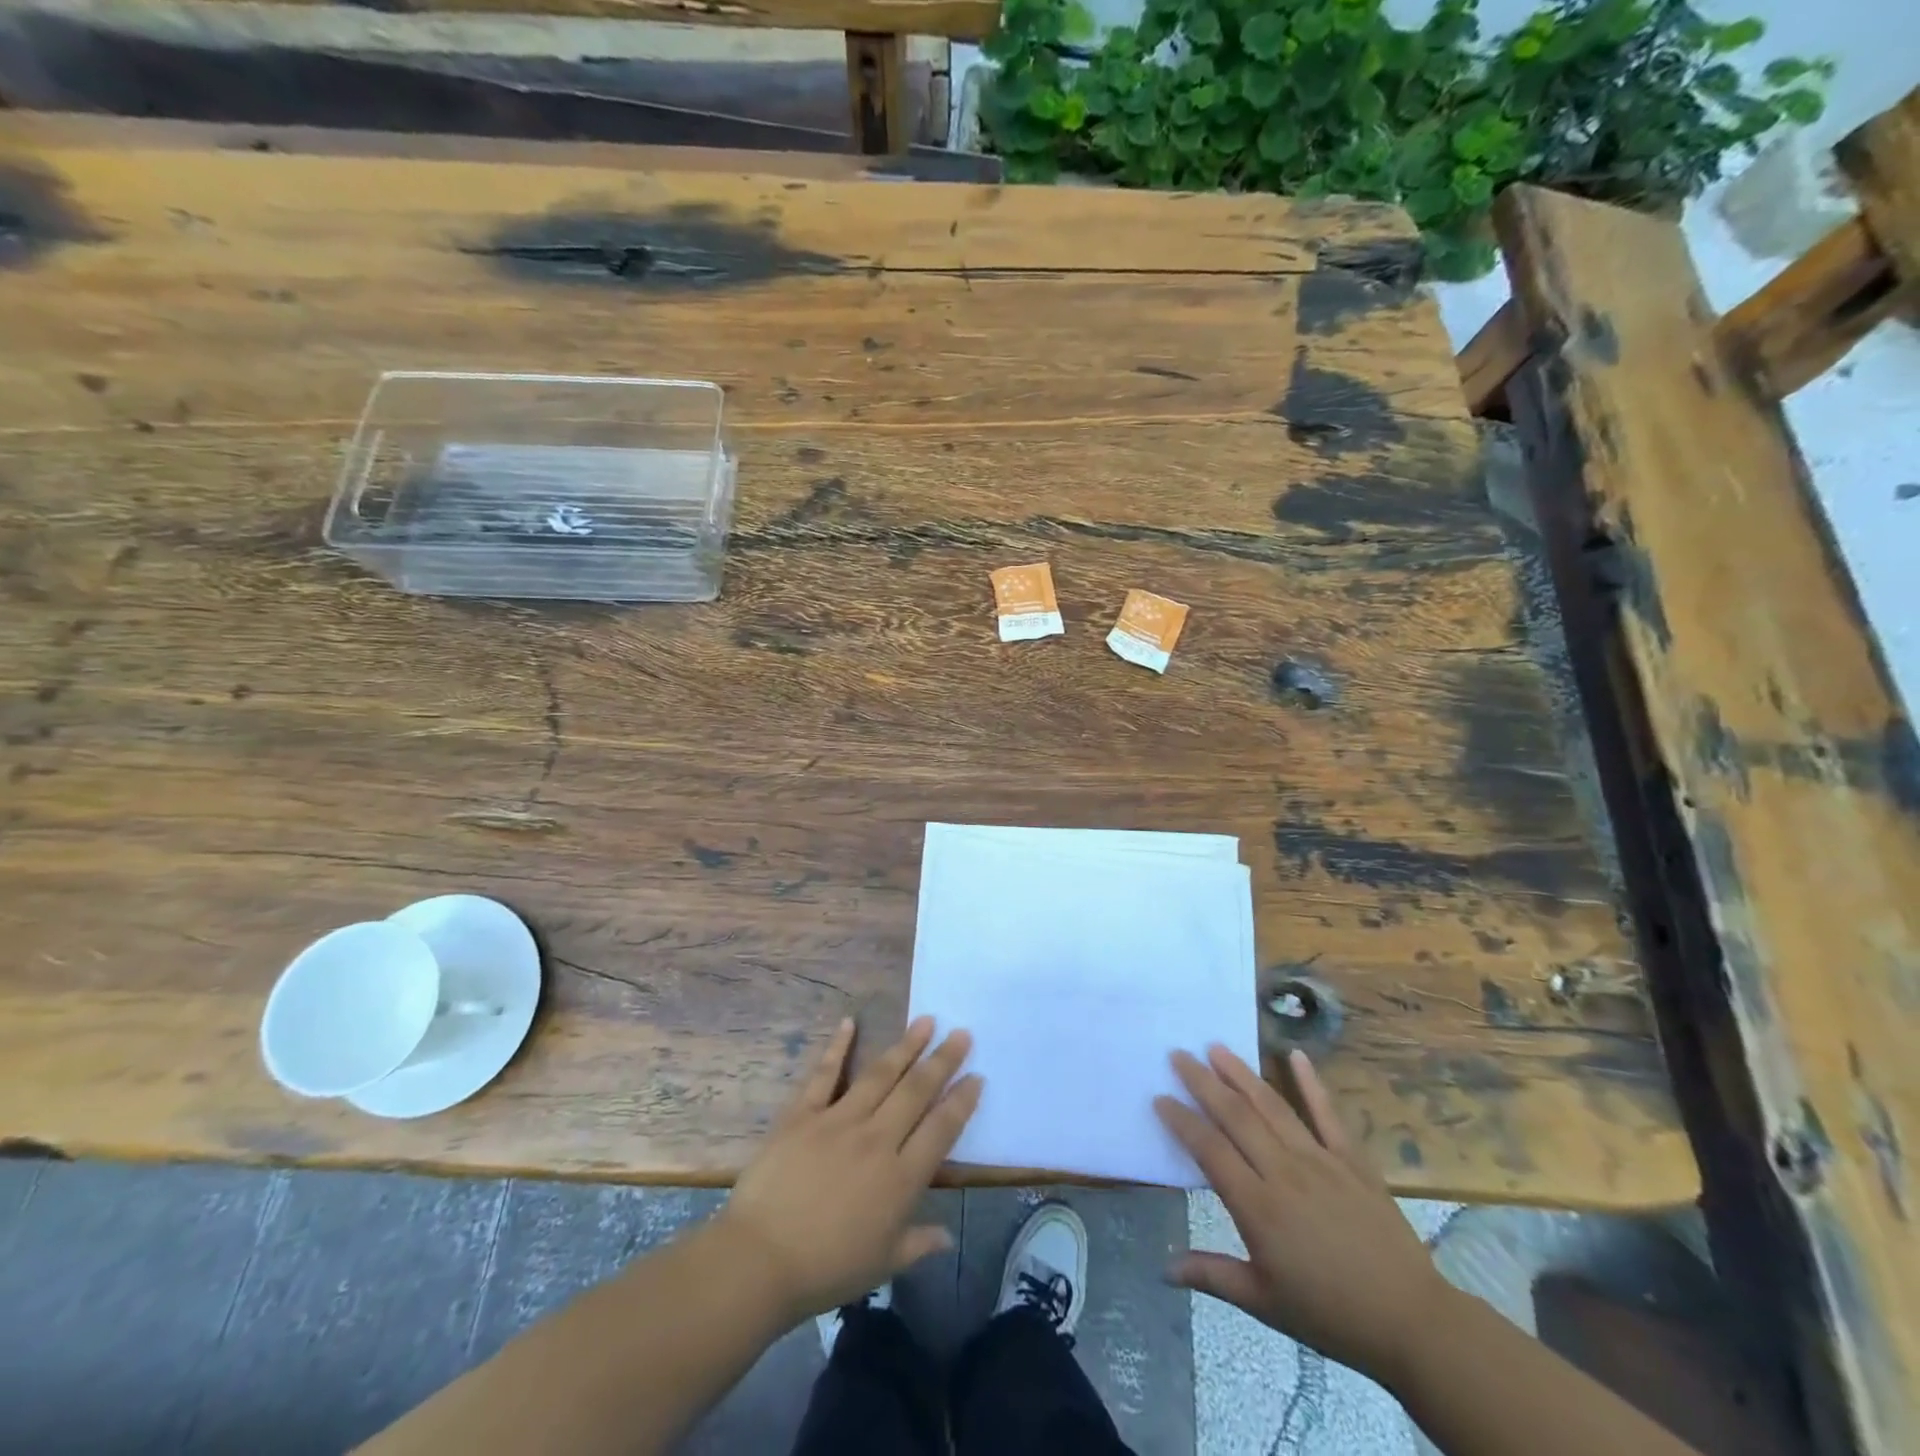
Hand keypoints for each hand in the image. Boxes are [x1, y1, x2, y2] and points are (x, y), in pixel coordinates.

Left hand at [715, 1016, 980, 1325]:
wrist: (760, 1260)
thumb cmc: (825, 1270)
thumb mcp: (882, 1265)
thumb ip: (918, 1243)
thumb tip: (947, 1235)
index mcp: (900, 1178)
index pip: (941, 1129)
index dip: (962, 1100)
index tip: (977, 1075)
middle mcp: (877, 1139)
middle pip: (916, 1091)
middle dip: (942, 1060)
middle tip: (961, 1033)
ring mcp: (839, 1120)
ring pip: (880, 1074)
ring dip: (905, 1046)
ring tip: (926, 1020)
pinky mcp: (803, 1114)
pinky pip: (824, 1074)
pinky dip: (837, 1046)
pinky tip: (849, 1022)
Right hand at [1155, 1045, 1454, 1384]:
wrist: (1411, 1322)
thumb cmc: (1330, 1315)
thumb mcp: (1264, 1302)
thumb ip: (1212, 1275)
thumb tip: (1164, 1268)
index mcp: (1259, 1206)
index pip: (1209, 1149)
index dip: (1181, 1121)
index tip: (1159, 1097)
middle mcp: (1284, 1172)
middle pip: (1236, 1116)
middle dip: (1203, 1082)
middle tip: (1178, 1054)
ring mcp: (1320, 1160)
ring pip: (1272, 1106)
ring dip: (1242, 1074)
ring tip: (1217, 1047)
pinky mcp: (1352, 1160)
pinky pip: (1327, 1114)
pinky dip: (1311, 1083)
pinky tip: (1295, 1054)